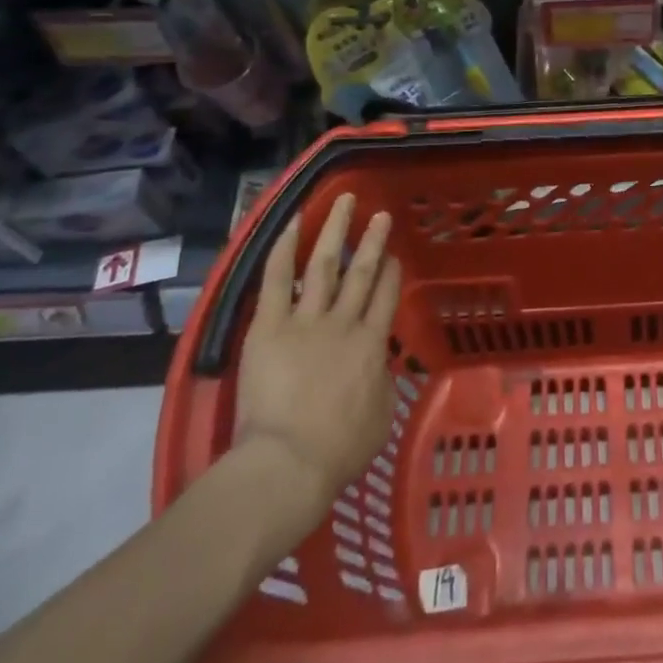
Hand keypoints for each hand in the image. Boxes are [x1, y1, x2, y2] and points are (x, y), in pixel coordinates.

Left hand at [234, 194, 399, 525]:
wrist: (288, 461)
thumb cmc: (339, 449)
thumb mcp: (381, 415)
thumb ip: (382, 382)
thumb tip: (378, 366)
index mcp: (372, 344)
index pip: (386, 296)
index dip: (392, 272)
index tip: (394, 254)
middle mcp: (344, 322)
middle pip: (362, 271)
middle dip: (372, 240)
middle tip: (380, 214)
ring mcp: (305, 321)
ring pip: (324, 265)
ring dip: (335, 230)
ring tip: (344, 202)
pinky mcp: (268, 327)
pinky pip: (277, 280)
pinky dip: (283, 250)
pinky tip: (292, 224)